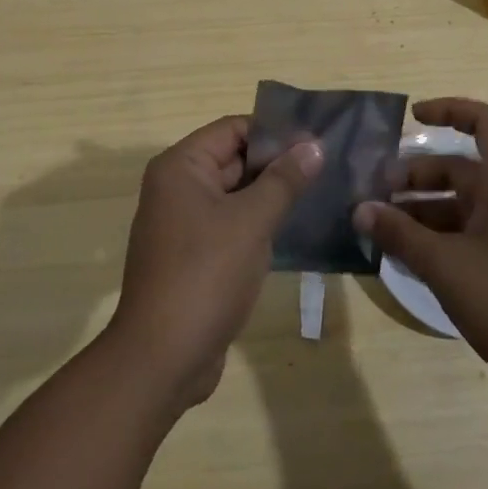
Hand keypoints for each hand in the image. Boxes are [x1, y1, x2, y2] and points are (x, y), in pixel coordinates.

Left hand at [108, 115, 320, 410]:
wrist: (162, 359)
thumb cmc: (205, 276)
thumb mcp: (251, 222)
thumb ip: (284, 180)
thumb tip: (314, 145)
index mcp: (180, 167)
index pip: (233, 129)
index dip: (274, 133)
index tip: (316, 142)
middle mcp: (176, 187)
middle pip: (233, 159)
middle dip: (276, 164)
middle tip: (325, 167)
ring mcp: (182, 223)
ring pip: (233, 194)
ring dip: (269, 195)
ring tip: (318, 193)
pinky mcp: (192, 256)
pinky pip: (229, 224)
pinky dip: (256, 223)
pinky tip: (292, 229)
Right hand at [353, 98, 487, 419]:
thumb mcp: (446, 266)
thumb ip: (400, 234)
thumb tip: (360, 210)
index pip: (483, 122)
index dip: (448, 110)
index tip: (412, 118)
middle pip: (460, 168)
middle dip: (416, 176)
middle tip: (375, 194)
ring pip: (461, 204)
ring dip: (422, 211)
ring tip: (381, 229)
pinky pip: (470, 234)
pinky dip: (439, 238)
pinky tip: (407, 259)